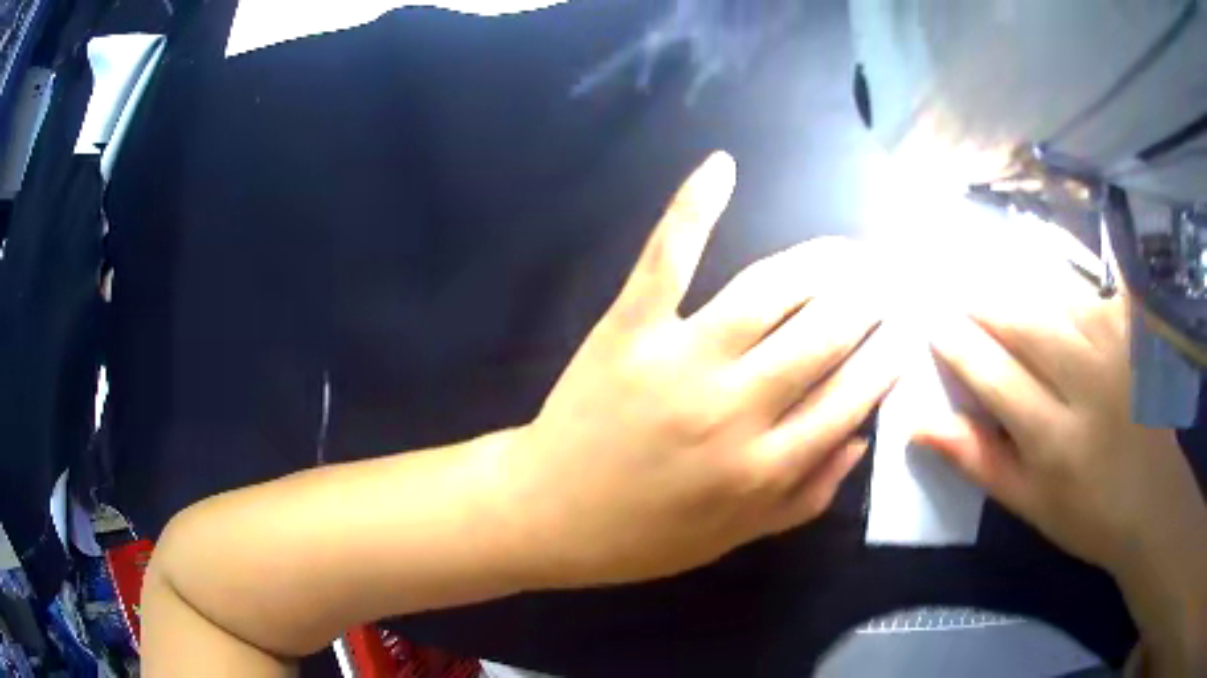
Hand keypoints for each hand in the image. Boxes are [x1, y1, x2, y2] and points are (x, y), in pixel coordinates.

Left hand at [489, 152, 897, 588]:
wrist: (550, 513)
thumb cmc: (645, 535)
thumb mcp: (737, 537)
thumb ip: (806, 496)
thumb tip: (860, 439)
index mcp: (766, 465)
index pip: (852, 395)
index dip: (888, 356)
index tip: (906, 329)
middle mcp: (736, 406)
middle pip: (826, 333)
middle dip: (869, 301)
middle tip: (888, 280)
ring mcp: (680, 357)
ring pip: (771, 290)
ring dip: (824, 262)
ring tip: (851, 250)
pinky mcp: (629, 326)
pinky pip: (668, 257)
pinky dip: (694, 207)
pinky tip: (722, 167)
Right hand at [913, 253, 1206, 580]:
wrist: (1153, 500)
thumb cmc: (1086, 513)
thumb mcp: (1026, 503)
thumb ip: (977, 458)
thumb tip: (918, 423)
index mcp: (1055, 439)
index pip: (994, 375)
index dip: (958, 345)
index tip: (933, 326)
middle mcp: (1089, 383)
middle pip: (1024, 322)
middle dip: (984, 306)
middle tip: (961, 302)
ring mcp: (1118, 348)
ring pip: (1056, 298)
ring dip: (1022, 294)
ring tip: (1004, 303)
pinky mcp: (1136, 330)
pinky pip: (1093, 291)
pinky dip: (1067, 288)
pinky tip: (1057, 297)